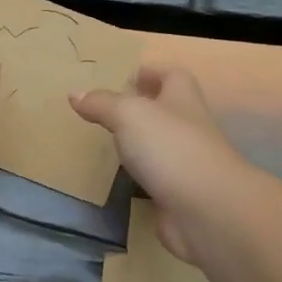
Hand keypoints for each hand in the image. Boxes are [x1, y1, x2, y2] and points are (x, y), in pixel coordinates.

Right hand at [71, 63, 250, 261]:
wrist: (207, 210)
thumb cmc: (170, 147)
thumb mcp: (129, 114)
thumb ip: (102, 103)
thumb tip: (75, 94)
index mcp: (182, 98)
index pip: (171, 74)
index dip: (151, 71)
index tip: (124, 76)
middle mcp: (188, 127)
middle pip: (165, 110)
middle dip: (139, 108)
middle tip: (104, 110)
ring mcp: (186, 162)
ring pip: (158, 146)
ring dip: (136, 145)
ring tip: (104, 143)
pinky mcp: (179, 193)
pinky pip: (154, 179)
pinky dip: (137, 179)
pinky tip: (115, 180)